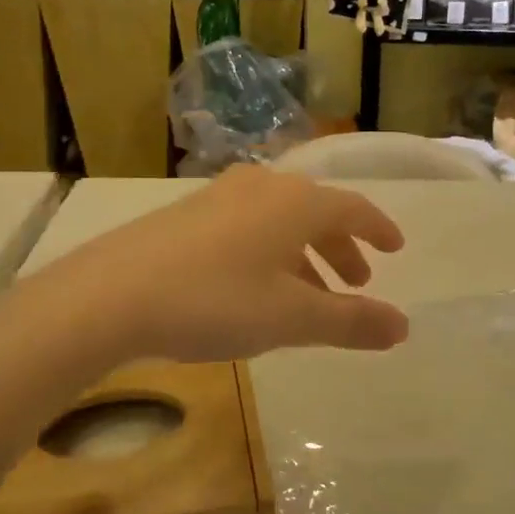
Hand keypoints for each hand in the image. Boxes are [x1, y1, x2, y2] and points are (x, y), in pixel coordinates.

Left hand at [10, 165, 409, 371]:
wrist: (112, 293)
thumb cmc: (215, 301)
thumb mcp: (291, 318)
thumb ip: (350, 322)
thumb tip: (403, 326)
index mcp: (297, 202)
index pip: (354, 208)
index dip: (378, 229)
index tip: (396, 248)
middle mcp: (264, 186)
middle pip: (317, 212)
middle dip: (341, 248)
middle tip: (355, 282)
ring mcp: (222, 195)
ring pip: (281, 220)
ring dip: (304, 254)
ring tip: (309, 294)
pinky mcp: (189, 212)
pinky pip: (249, 225)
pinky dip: (269, 251)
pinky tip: (256, 286)